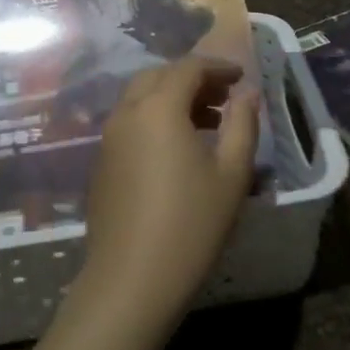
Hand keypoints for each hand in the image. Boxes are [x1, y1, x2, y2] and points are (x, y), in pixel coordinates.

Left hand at [77, 57, 260, 331]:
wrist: (131, 281)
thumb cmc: (191, 224)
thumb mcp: (232, 174)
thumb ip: (243, 124)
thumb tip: (248, 94)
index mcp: (158, 107)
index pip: (188, 67)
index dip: (217, 67)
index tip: (241, 77)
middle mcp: (127, 112)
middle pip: (159, 76)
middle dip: (192, 79)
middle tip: (223, 97)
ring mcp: (108, 138)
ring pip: (140, 99)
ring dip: (172, 98)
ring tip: (207, 123)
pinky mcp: (102, 163)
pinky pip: (130, 122)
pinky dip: (154, 119)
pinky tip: (176, 150)